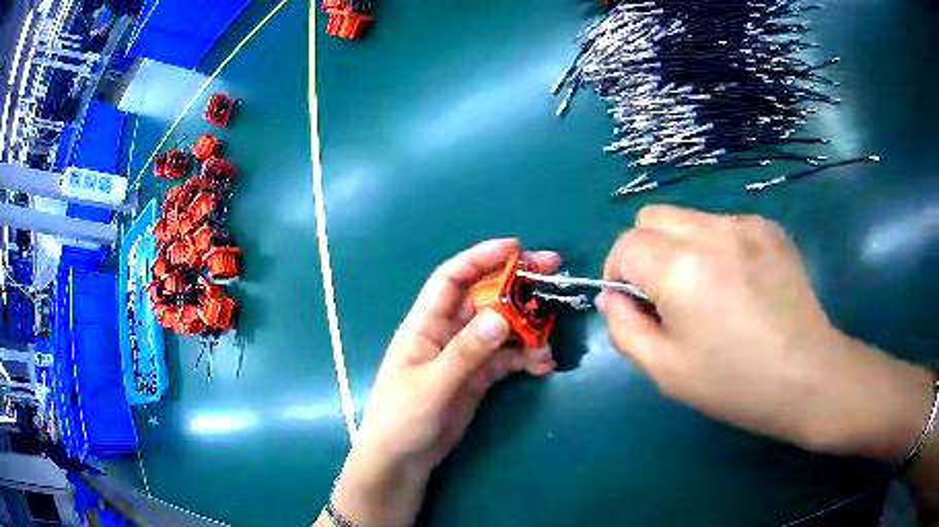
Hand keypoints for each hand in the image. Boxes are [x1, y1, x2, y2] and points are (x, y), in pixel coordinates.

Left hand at [325, 239, 557, 526]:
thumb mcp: (432, 385)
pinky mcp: (477, 377)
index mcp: (425, 324)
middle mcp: (446, 333)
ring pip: (501, 328)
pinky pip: (506, 358)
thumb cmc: (403, 418)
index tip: (517, 247)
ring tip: (550, 338)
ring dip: (527, 328)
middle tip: (552, 274)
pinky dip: (526, 357)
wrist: (402, 460)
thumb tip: (501, 318)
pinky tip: (543, 366)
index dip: (481, 257)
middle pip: (484, 297)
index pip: (452, 278)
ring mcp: (464, 355)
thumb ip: (465, 353)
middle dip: (516, 284)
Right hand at [597, 205, 934, 461]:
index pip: (626, 244)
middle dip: (645, 251)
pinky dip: (716, 247)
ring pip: (688, 218)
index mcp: (682, 268)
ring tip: (710, 292)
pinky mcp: (769, 228)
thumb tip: (615, 297)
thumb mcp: (665, 371)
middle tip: (668, 295)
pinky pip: (724, 225)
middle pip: (652, 216)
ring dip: (682, 248)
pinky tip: (741, 284)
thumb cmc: (734, 383)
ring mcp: (746, 224)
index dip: (619, 273)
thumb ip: (625, 329)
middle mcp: (712, 231)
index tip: (637, 304)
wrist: (808, 375)